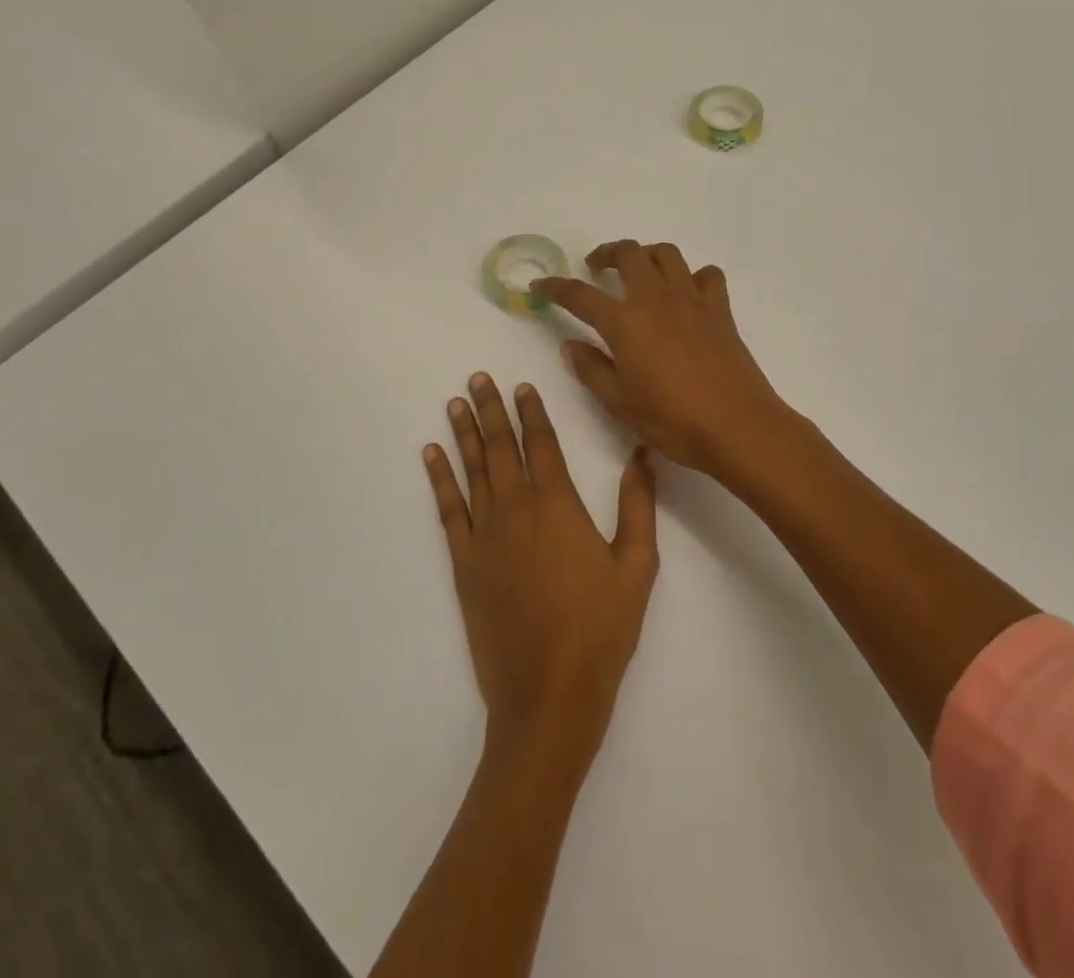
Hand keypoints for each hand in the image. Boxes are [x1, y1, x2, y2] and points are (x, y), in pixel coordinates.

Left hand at [425, 374, 658, 763]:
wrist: (548, 694)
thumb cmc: (600, 629)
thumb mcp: (637, 566)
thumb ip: (638, 504)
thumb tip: (642, 454)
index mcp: (558, 505)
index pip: (542, 443)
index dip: (532, 412)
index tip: (522, 385)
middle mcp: (516, 509)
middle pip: (501, 447)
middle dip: (491, 409)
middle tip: (477, 378)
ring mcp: (484, 535)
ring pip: (472, 470)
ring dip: (464, 433)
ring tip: (455, 403)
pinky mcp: (464, 563)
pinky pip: (448, 510)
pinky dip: (439, 479)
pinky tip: (431, 456)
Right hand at [533, 242, 789, 477]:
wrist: (737, 426)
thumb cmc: (673, 420)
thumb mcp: (619, 402)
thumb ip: (591, 369)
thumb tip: (570, 344)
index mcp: (625, 322)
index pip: (580, 295)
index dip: (555, 287)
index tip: (539, 287)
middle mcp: (656, 299)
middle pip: (628, 253)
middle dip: (606, 253)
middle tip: (596, 268)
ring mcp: (692, 300)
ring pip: (667, 254)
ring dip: (647, 255)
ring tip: (639, 272)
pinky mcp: (720, 310)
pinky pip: (707, 276)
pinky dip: (693, 277)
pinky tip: (687, 294)